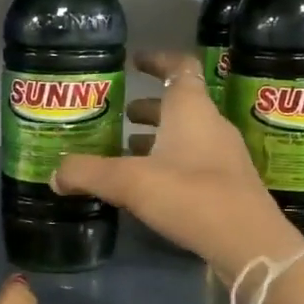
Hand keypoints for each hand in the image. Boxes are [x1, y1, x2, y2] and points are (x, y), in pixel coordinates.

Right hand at [53, 50, 303, 279]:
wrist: (248, 243)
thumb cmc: (190, 195)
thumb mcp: (128, 182)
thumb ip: (88, 173)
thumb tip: (55, 174)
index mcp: (191, 109)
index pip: (179, 68)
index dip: (157, 60)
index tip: (135, 62)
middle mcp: (211, 125)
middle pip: (180, 105)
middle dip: (149, 108)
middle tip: (120, 115)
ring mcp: (224, 156)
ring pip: (186, 135)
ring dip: (158, 138)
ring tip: (126, 150)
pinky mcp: (228, 184)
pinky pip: (193, 161)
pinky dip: (169, 163)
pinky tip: (148, 185)